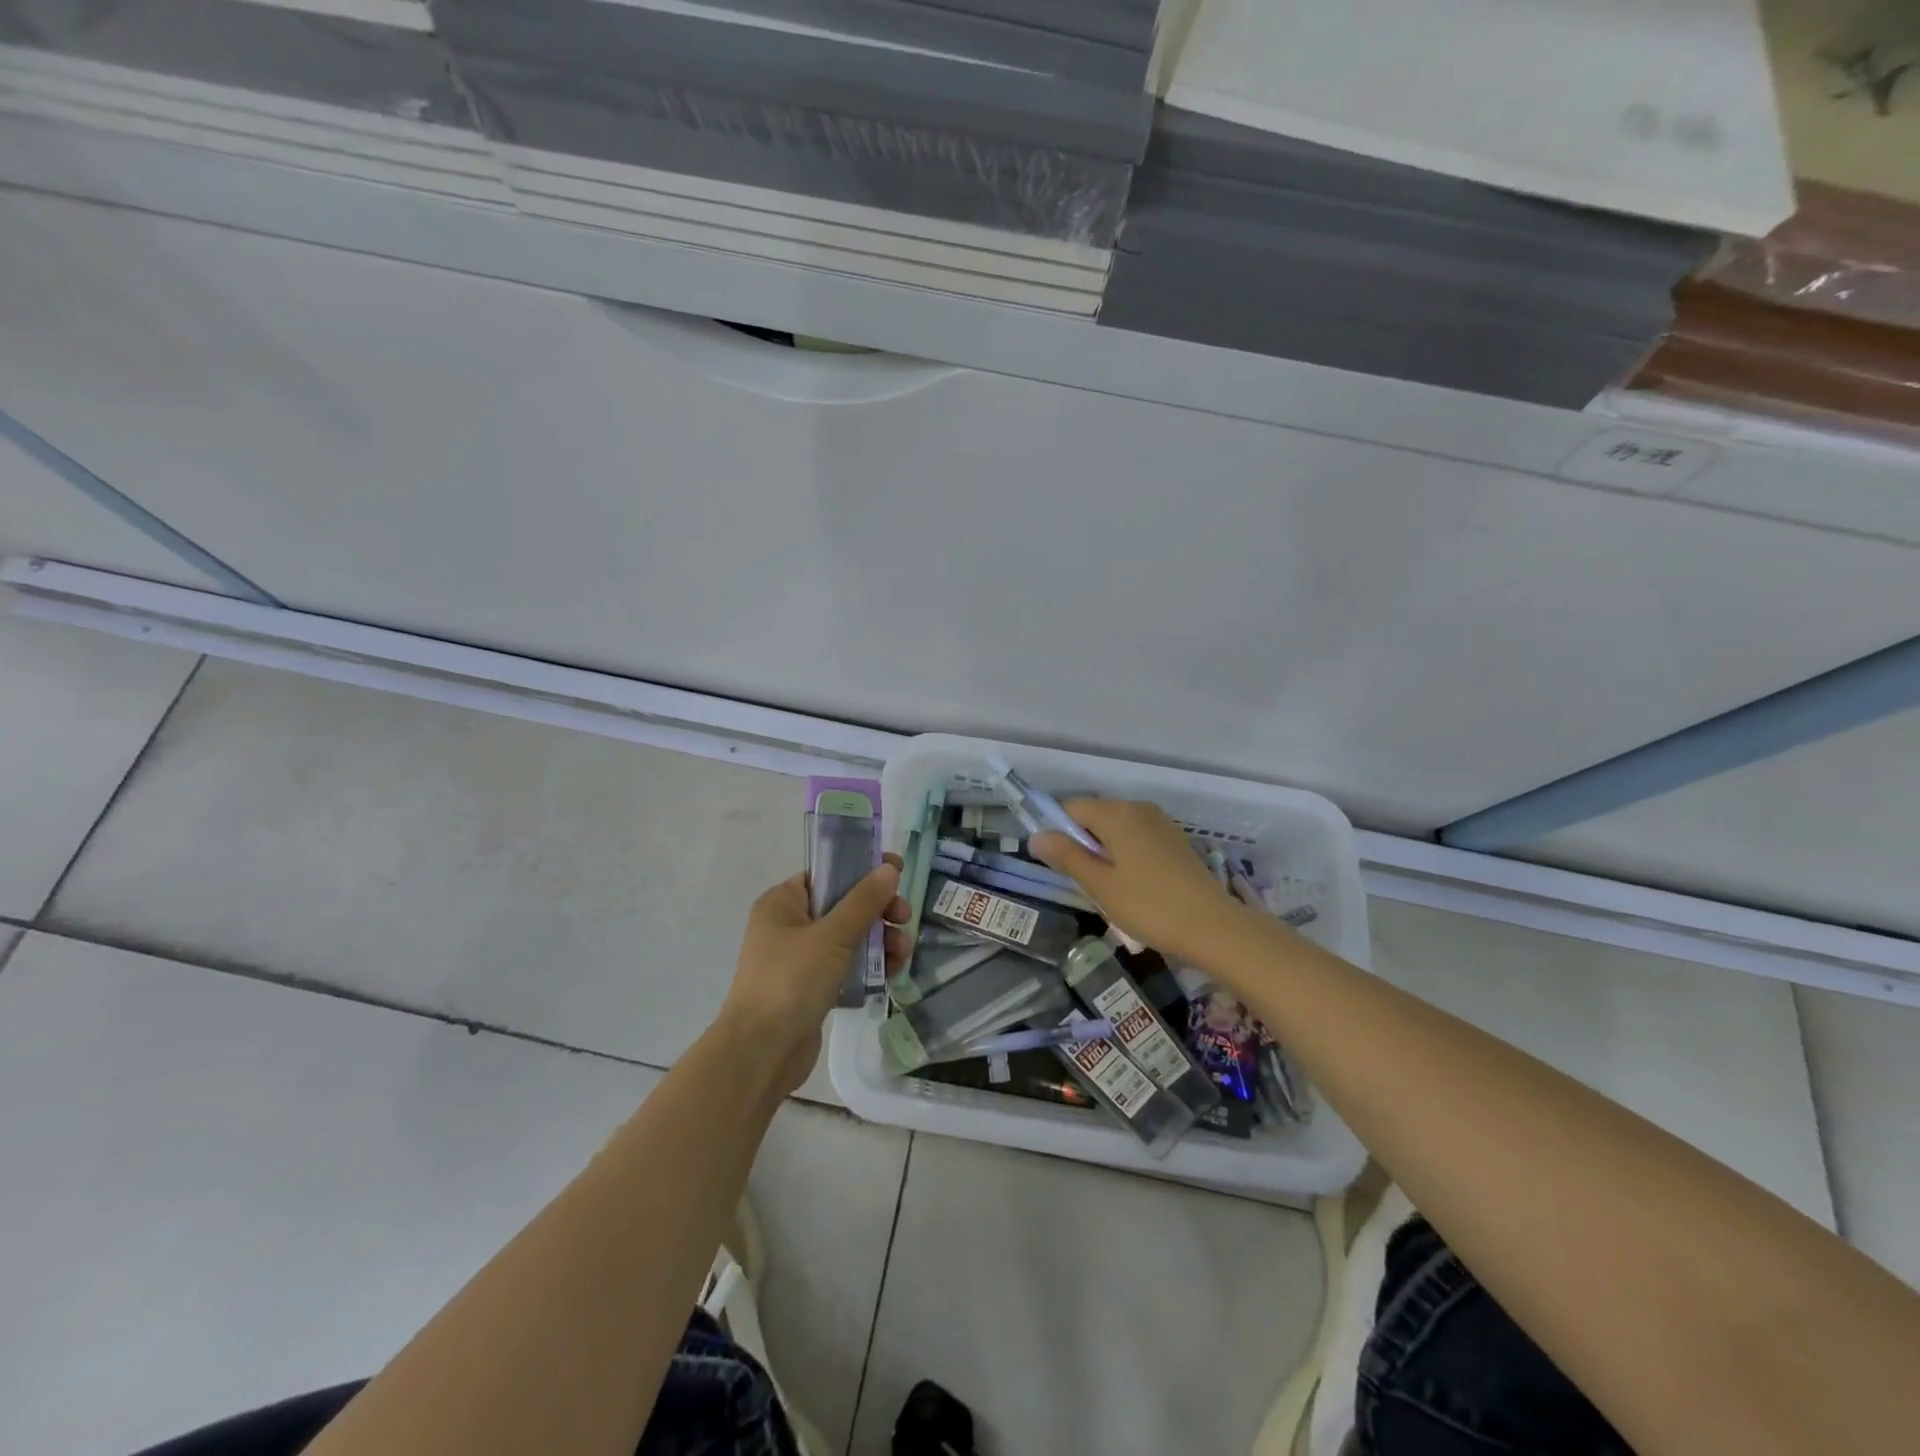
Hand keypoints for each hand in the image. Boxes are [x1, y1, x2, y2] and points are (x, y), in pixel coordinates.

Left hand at [723, 856, 908, 1094]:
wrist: (760, 1054)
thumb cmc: (790, 981)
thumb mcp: (831, 936)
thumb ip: (863, 901)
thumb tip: (888, 868)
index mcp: (783, 902)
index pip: (828, 873)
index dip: (863, 868)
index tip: (897, 870)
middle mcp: (789, 925)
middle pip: (844, 905)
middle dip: (878, 911)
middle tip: (904, 918)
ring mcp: (800, 958)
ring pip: (850, 937)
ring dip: (879, 941)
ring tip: (902, 955)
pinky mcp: (812, 987)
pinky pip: (847, 966)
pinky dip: (868, 967)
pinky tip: (890, 975)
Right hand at [1030, 799, 1255, 967]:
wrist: (1213, 926)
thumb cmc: (1149, 906)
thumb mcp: (1100, 884)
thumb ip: (1066, 856)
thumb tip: (1035, 836)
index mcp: (1116, 814)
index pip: (1071, 807)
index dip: (1057, 830)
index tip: (1058, 864)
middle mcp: (1138, 808)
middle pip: (1095, 814)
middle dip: (1081, 841)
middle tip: (1083, 881)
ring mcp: (1160, 822)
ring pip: (1117, 827)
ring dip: (1104, 849)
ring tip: (1108, 887)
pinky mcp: (1175, 839)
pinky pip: (1137, 836)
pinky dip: (1126, 852)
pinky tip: (1134, 884)